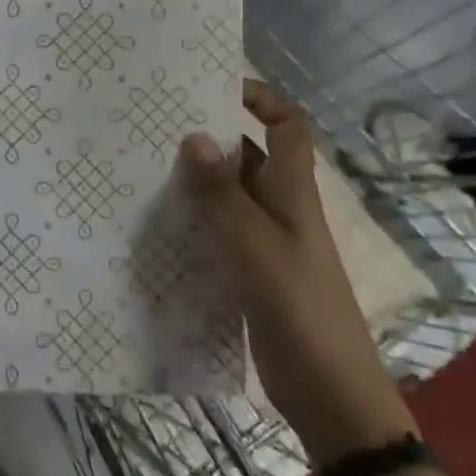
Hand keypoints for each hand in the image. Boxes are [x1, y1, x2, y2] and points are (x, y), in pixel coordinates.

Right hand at [178, 80, 414, 466]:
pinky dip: (196, 218)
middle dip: (212, 136)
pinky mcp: (252, 271)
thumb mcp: (254, 243)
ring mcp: (267, 241)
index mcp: (293, 192)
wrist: (330, 390)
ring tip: (146, 165)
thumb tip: (195, 136)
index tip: (216, 85)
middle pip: (250, 155)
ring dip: (198, 179)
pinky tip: (159, 221)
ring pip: (231, 194)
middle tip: (157, 125)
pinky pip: (221, 230)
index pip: (289, 127)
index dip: (263, 98)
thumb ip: (221, 192)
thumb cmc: (297, 305)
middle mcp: (281, 208)